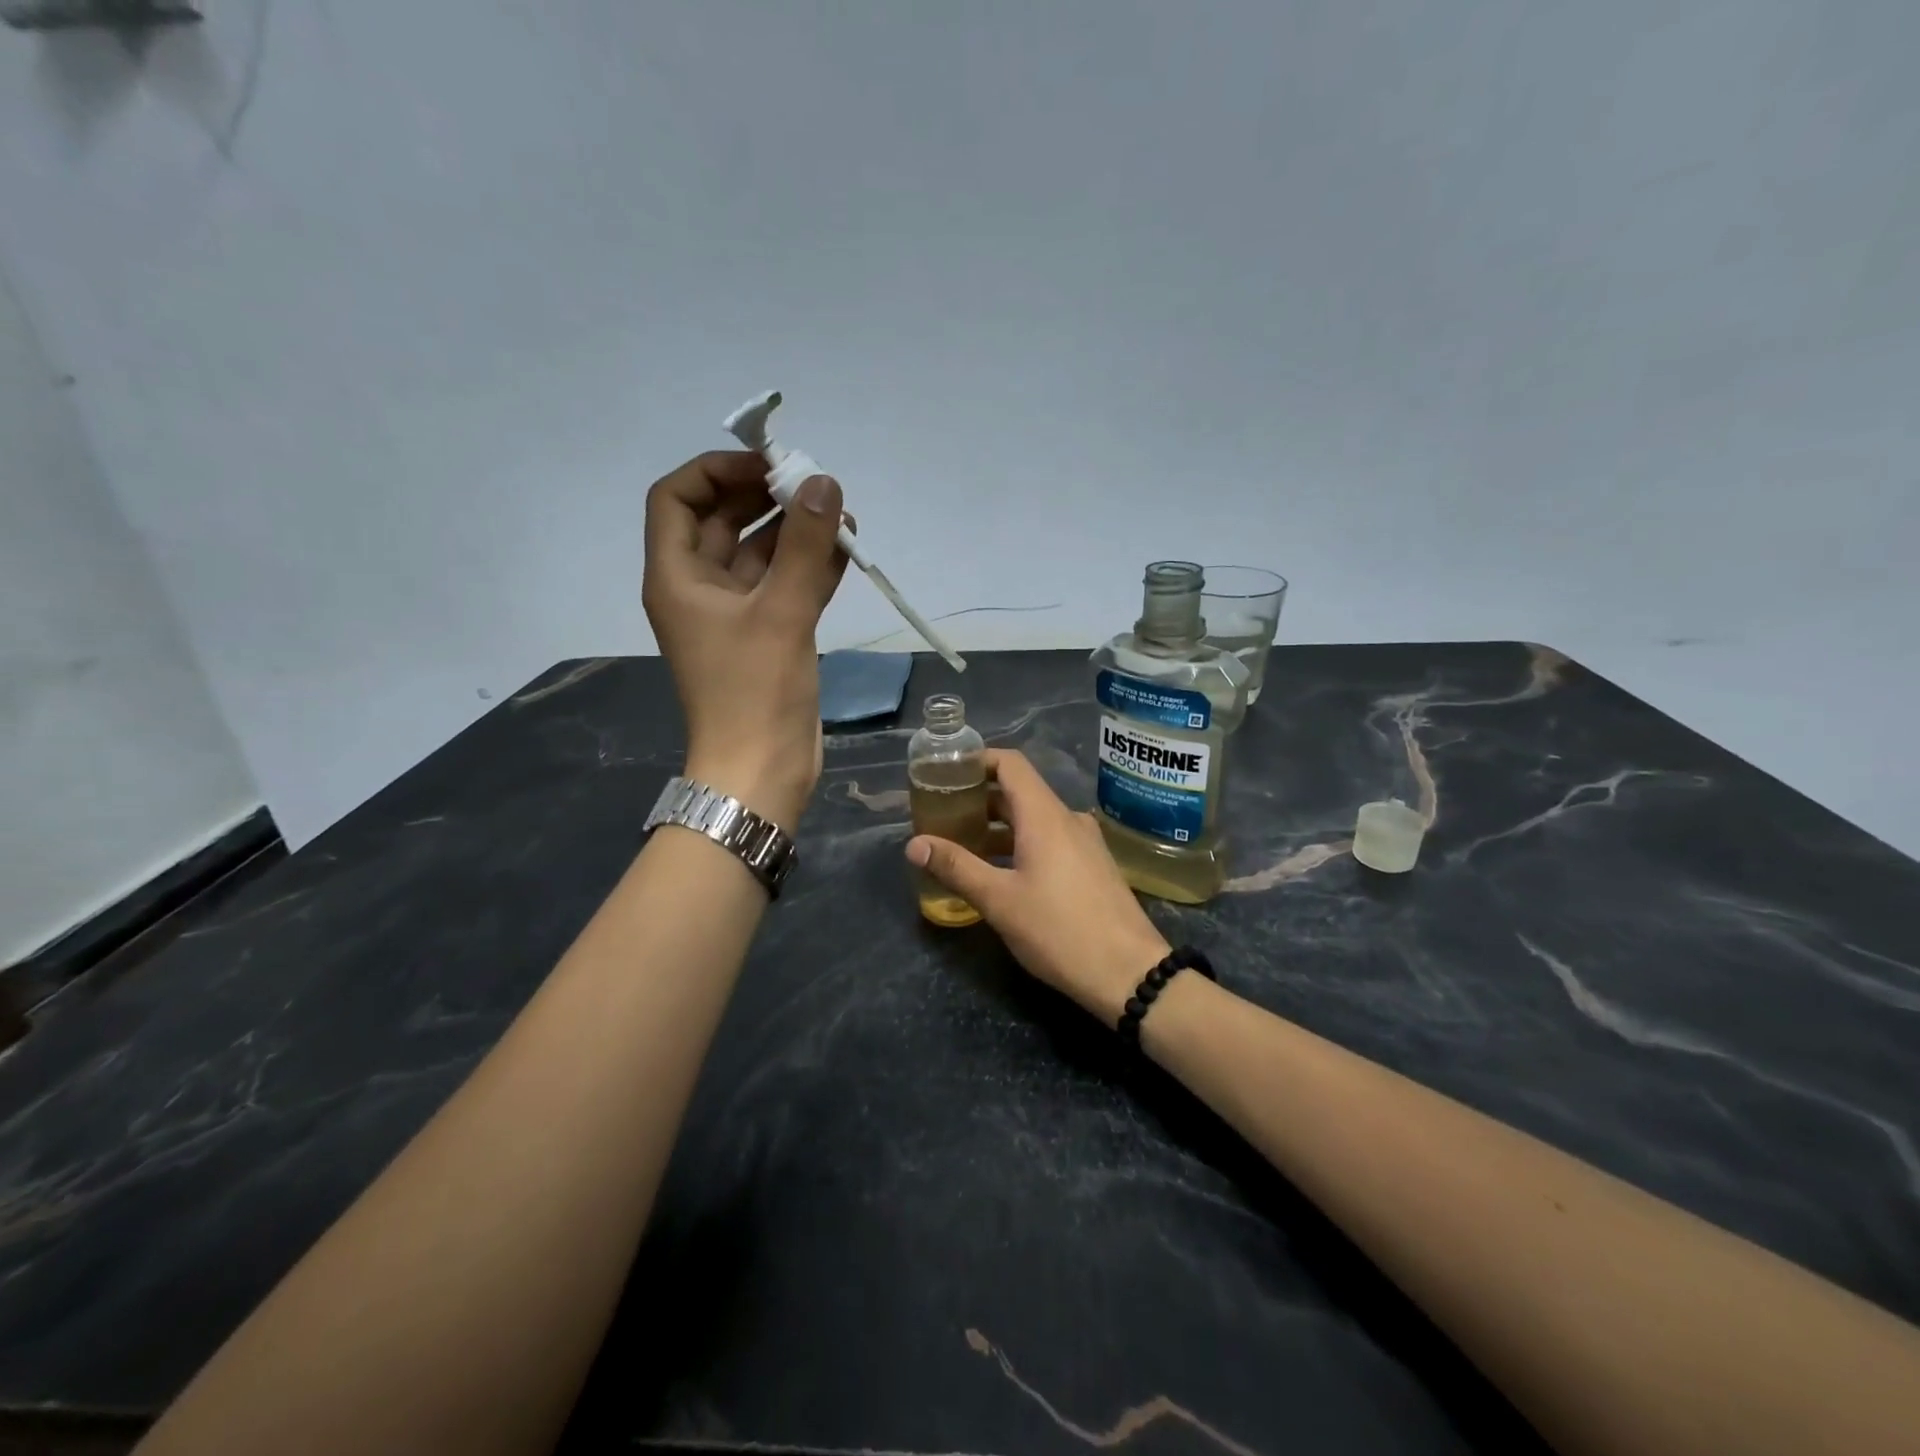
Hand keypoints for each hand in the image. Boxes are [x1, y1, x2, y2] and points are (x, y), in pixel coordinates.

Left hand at [643, 451, 850, 829]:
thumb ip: (806, 546)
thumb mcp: (782, 612)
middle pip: (723, 520)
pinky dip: (811, 566)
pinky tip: (848, 550)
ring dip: (797, 532)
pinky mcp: (766, 635)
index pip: (678, 497)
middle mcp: (700, 588)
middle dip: (767, 498)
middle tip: (816, 486)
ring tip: (844, 516)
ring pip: (760, 553)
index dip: (718, 471)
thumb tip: (825, 483)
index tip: (770, 467)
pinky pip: (784, 585)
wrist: (762, 770)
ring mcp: (734, 613)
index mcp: (678, 576)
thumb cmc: (756, 691)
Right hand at [906, 750, 1170, 1024]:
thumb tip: (914, 844)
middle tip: (943, 815)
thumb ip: (956, 867)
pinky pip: (1050, 841)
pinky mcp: (1092, 867)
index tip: (946, 773)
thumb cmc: (1060, 930)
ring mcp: (1084, 843)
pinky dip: (1020, 844)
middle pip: (1019, 792)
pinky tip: (1000, 873)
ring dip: (998, 827)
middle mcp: (1067, 819)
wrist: (1129, 973)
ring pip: (1034, 820)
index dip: (977, 760)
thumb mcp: (999, 900)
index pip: (1010, 763)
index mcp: (1044, 816)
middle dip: (979, 799)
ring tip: (963, 846)